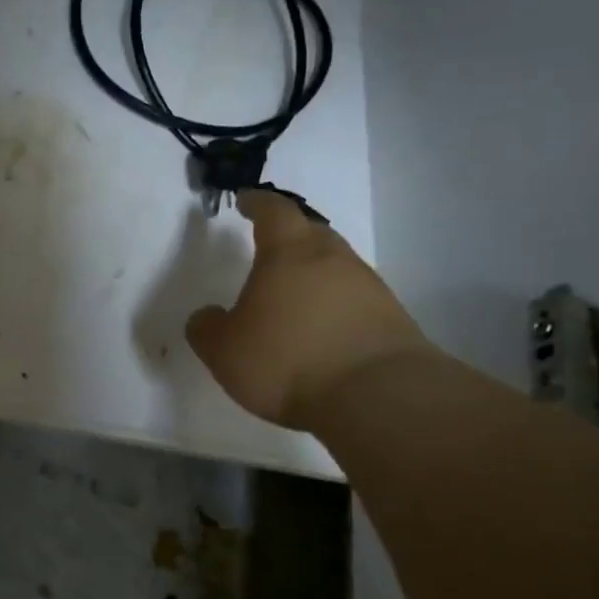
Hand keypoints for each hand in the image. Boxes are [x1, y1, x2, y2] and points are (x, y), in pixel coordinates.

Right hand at [186, 189, 432, 431]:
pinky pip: (353, 298)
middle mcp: (332, 259)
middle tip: (269, 246)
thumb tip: (207, 316)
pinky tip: (320, 328)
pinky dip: (333, 304)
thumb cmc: (287, 359)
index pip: (273, 212)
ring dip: (313, 273)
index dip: (257, 204)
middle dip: (289, 234)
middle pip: (311, 232)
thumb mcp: (224, 349)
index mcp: (288, 253)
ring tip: (292, 294)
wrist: (377, 396)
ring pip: (335, 265)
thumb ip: (207, 328)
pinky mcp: (390, 319)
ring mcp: (368, 287)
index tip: (246, 201)